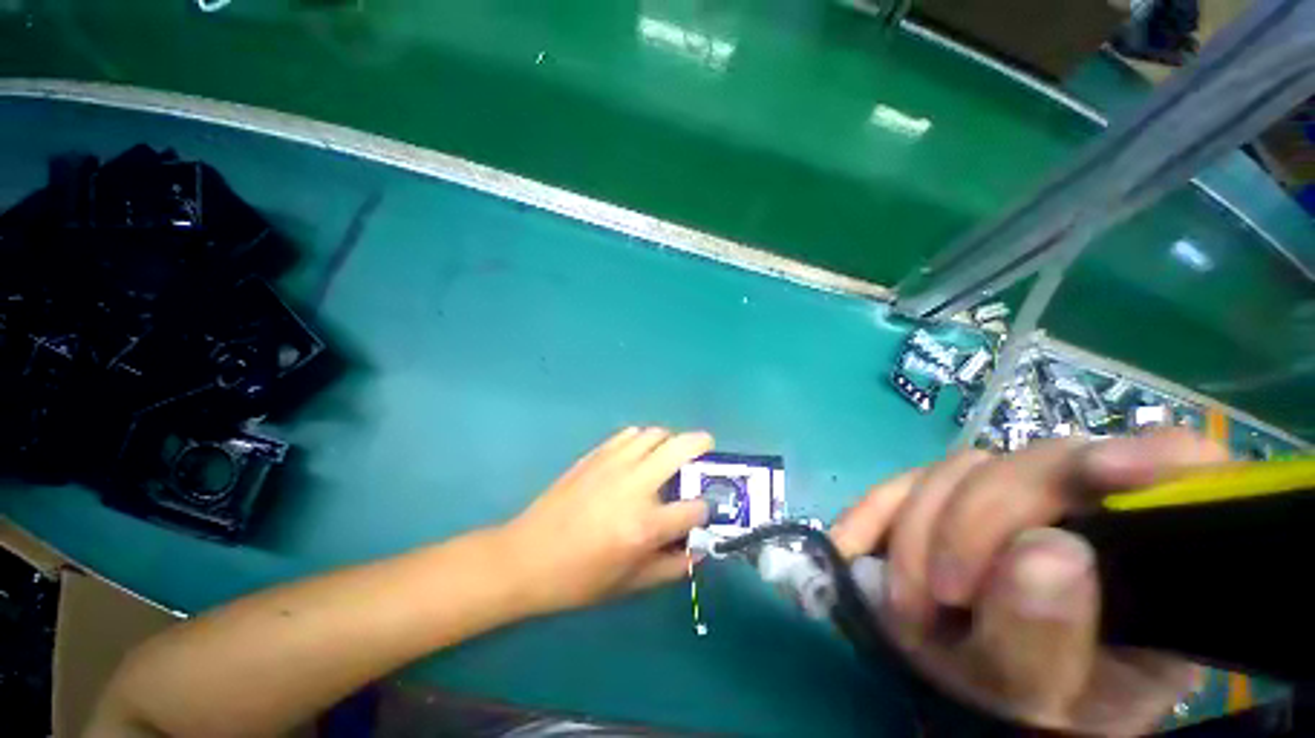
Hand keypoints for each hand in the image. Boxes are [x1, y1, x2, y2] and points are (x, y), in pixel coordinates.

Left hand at [498, 427, 712, 614]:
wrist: (526, 557)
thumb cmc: (579, 578)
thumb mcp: (629, 584)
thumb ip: (671, 567)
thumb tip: (698, 550)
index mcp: (646, 525)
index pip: (695, 508)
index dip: (705, 510)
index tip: (702, 512)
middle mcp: (635, 486)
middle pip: (681, 448)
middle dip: (702, 444)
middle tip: (707, 448)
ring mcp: (614, 464)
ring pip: (655, 434)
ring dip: (670, 440)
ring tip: (669, 454)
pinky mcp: (596, 455)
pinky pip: (629, 434)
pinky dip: (643, 439)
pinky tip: (639, 454)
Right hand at [831, 429, 1225, 734]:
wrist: (988, 694)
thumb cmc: (1041, 705)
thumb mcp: (1051, 699)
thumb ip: (1052, 639)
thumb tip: (1047, 550)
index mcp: (1152, 557)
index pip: (1182, 471)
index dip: (1150, 456)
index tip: (1102, 473)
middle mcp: (1087, 506)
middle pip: (1035, 464)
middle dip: (970, 524)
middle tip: (938, 597)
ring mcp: (1011, 495)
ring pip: (958, 470)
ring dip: (916, 529)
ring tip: (904, 602)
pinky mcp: (948, 495)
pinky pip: (903, 480)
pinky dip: (874, 511)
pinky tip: (852, 545)